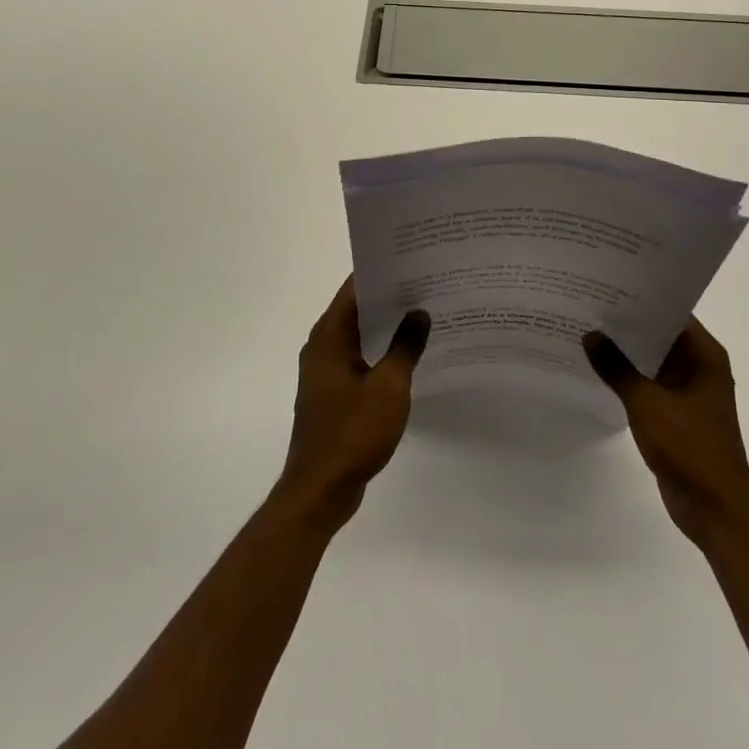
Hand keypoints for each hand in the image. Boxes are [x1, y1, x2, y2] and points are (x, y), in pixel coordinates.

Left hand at [276, 276, 429, 531]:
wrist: (321, 490)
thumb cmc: (352, 431)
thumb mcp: (389, 386)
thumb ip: (405, 346)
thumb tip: (419, 313)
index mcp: (329, 337)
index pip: (354, 289)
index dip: (381, 271)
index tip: (411, 258)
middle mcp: (323, 347)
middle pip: (357, 309)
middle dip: (390, 297)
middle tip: (428, 282)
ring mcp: (327, 372)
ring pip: (360, 336)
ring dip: (387, 327)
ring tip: (426, 313)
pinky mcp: (335, 394)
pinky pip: (361, 360)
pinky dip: (382, 353)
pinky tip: (411, 355)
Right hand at [584, 318, 748, 547]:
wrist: (714, 509)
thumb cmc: (689, 447)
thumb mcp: (647, 403)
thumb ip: (617, 368)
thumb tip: (590, 335)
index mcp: (704, 356)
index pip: (672, 312)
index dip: (642, 298)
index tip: (609, 284)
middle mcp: (699, 367)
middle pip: (660, 334)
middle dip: (628, 324)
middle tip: (589, 303)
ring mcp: (688, 391)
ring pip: (652, 360)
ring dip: (626, 351)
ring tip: (586, 330)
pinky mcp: (675, 414)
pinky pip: (648, 384)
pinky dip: (628, 377)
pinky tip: (598, 368)